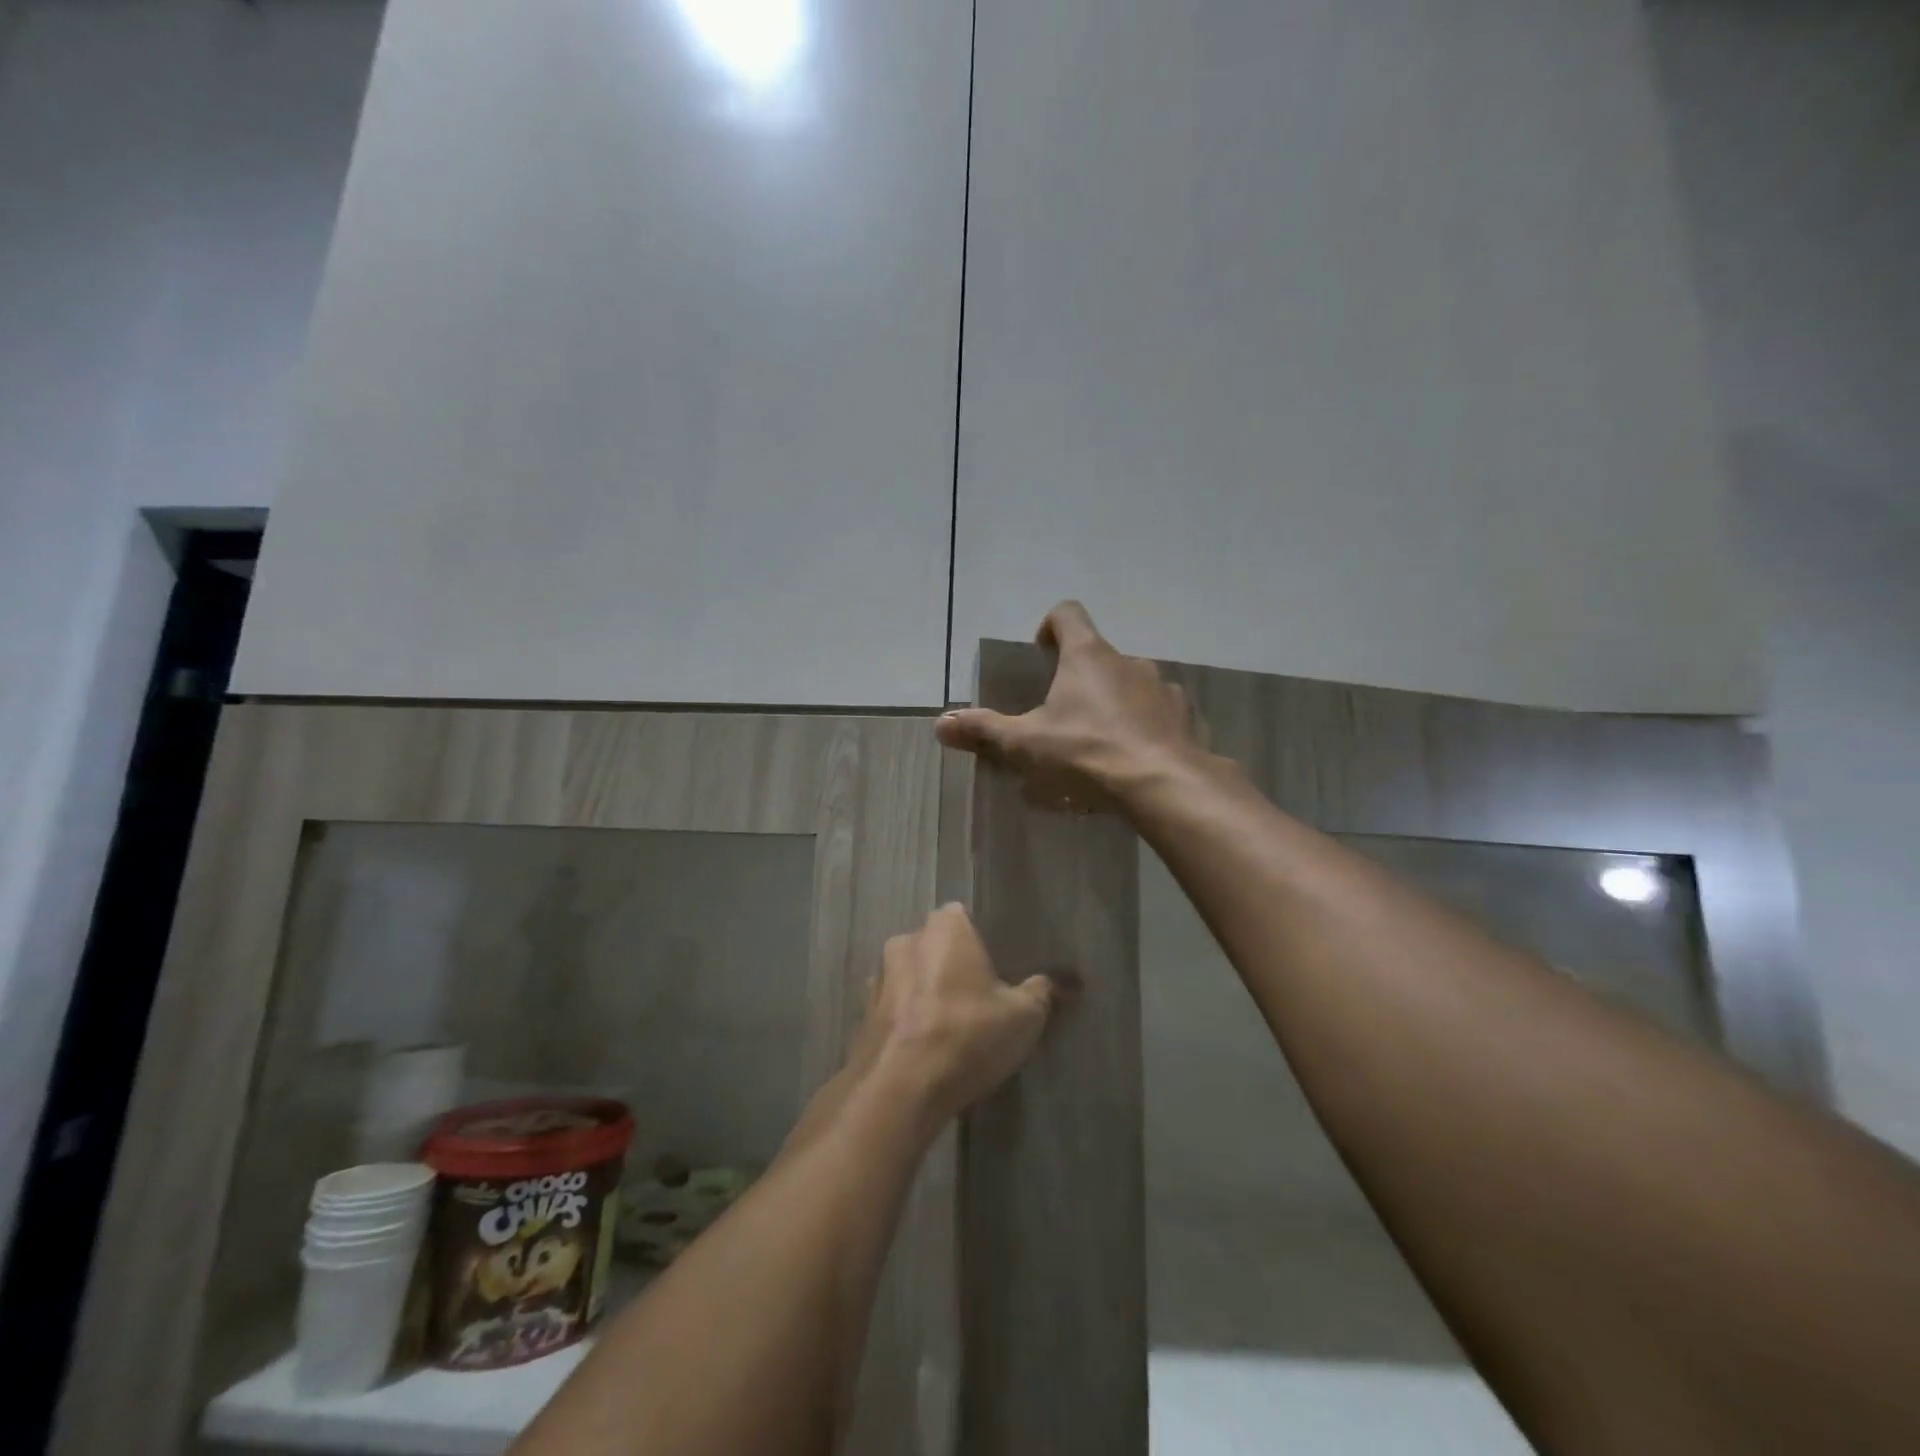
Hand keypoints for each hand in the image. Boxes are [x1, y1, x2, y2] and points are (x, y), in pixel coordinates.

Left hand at [855, 905, 1058, 1130]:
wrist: (900, 1088)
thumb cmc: (967, 1035)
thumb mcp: (1024, 1016)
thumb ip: (1042, 992)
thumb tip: (1059, 983)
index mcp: (945, 927)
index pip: (964, 917)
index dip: (981, 941)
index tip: (997, 969)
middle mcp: (905, 940)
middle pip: (936, 946)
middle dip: (952, 966)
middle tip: (978, 999)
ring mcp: (878, 977)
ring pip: (911, 977)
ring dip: (926, 993)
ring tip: (950, 1027)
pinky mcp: (862, 1014)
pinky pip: (893, 1008)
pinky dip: (906, 1020)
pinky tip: (923, 1047)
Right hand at [936, 601, 1201, 805]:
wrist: (1163, 784)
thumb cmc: (1087, 752)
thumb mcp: (1027, 744)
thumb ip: (984, 730)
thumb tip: (941, 724)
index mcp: (1087, 656)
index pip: (1068, 614)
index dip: (1050, 626)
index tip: (1041, 653)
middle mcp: (1128, 661)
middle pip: (1098, 655)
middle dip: (1080, 678)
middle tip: (1063, 715)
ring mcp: (1162, 687)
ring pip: (1131, 684)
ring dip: (1114, 702)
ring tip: (1101, 742)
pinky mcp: (1185, 716)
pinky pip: (1159, 713)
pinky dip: (1145, 726)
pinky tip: (1136, 758)